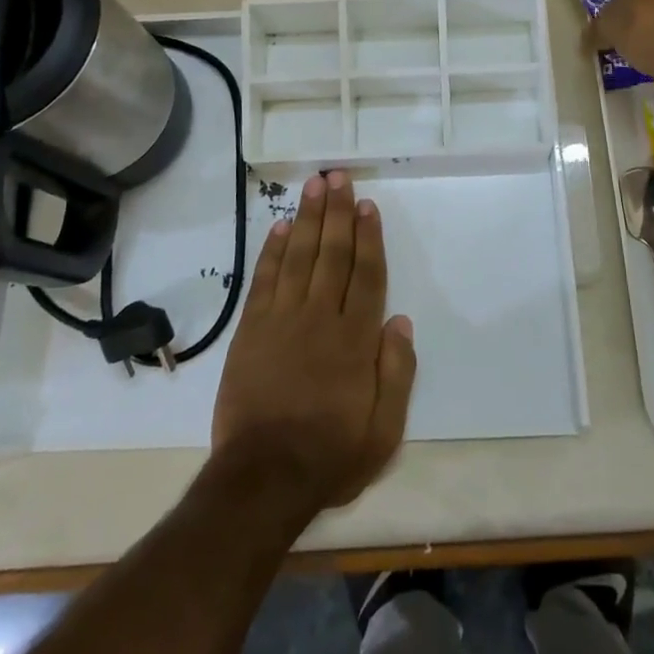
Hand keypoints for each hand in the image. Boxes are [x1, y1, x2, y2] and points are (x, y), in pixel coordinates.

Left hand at [211, 170, 416, 517]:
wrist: (262, 478)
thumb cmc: (330, 454)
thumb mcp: (384, 430)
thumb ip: (397, 372)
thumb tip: (401, 321)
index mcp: (355, 339)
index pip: (366, 274)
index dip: (369, 236)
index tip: (367, 205)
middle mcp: (320, 317)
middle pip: (332, 253)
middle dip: (337, 212)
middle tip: (337, 176)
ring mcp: (282, 320)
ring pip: (300, 256)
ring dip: (309, 218)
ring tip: (314, 185)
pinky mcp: (252, 329)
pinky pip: (265, 279)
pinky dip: (273, 250)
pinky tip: (281, 226)